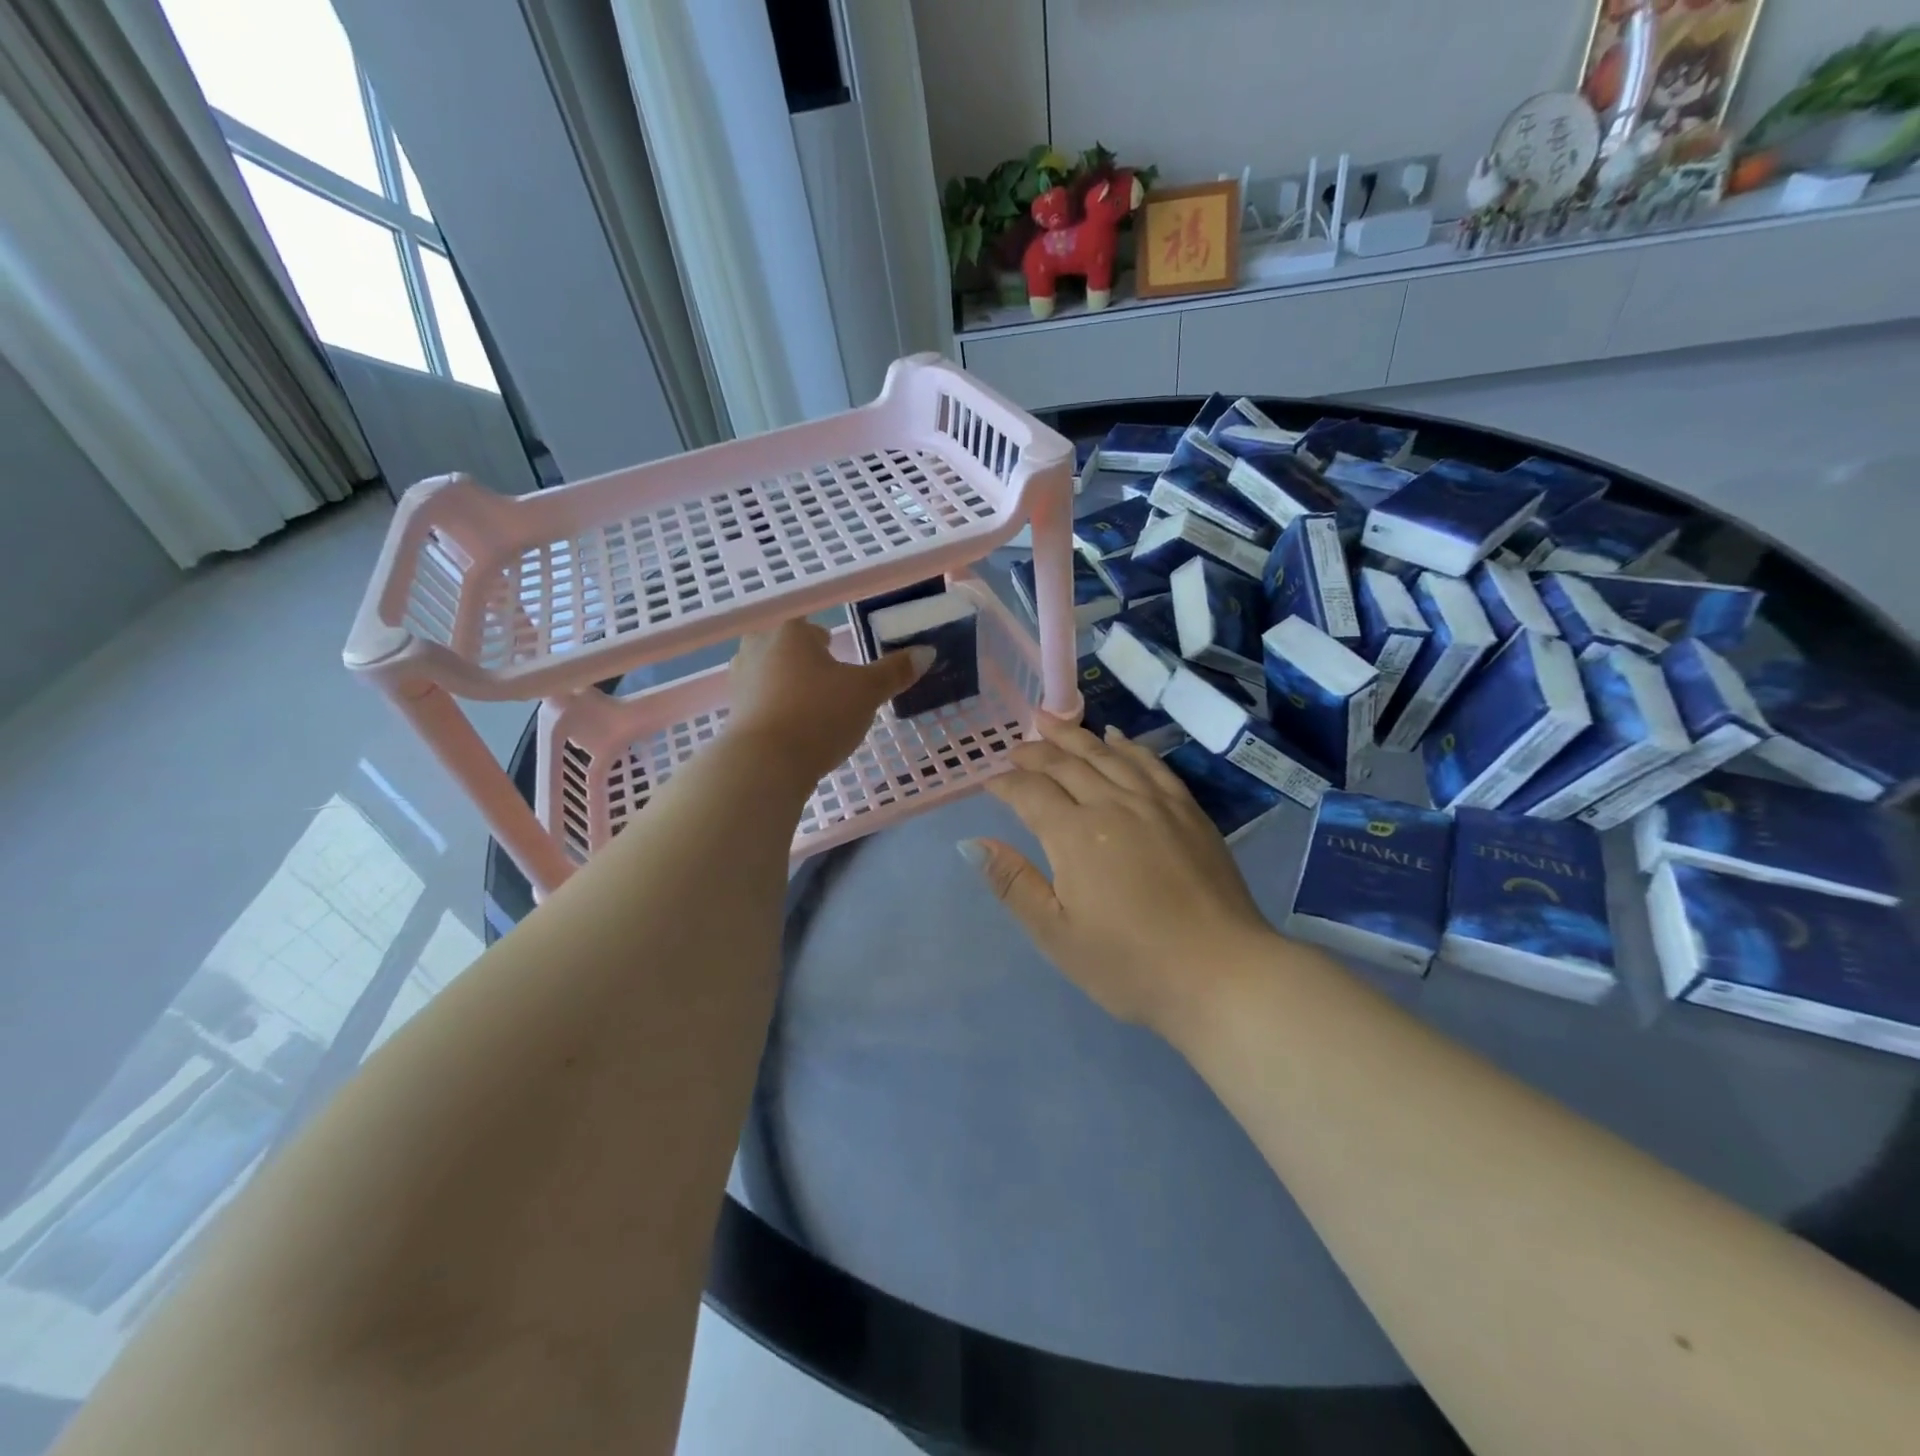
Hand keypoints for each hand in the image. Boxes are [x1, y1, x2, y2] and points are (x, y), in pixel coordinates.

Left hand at [729, 620, 930, 785]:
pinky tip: (793, 732)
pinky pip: (760, 704)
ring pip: (769, 675)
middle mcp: (758, 649)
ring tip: (812, 709)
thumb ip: (895, 671)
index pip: (811, 629)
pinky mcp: (733, 715)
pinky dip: (775, 712)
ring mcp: (740, 682)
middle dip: (803, 662)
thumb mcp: (866, 692)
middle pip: (785, 648)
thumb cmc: (819, 714)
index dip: (827, 643)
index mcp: (790, 633)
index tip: (840, 660)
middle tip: (827, 683)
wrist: (765, 764)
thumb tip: (927, 651)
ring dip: (787, 686)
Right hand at [964, 717, 1279, 1035]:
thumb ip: (1013, 884)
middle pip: (1066, 764)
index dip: (1005, 784)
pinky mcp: (1187, 810)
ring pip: (1106, 755)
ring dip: (1074, 736)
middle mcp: (1112, 804)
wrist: (1222, 973)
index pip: (1030, 793)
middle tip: (1015, 748)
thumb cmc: (1130, 964)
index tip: (990, 783)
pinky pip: (1150, 763)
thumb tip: (972, 843)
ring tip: (1050, 721)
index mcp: (1074, 835)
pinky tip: (1115, 738)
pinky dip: (1127, 745)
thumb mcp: (1057, 935)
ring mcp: (1155, 803)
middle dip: (1035, 751)